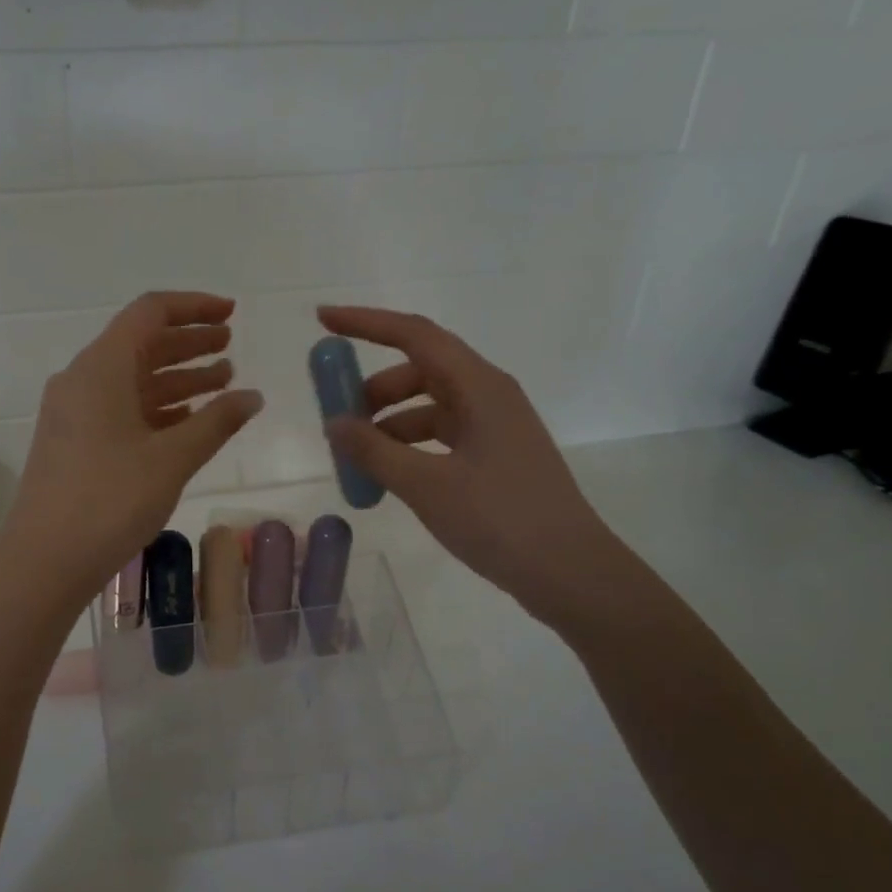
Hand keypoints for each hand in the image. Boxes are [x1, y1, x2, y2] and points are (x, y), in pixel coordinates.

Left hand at [2, 291, 262, 603]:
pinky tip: (189, 420)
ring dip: (177, 377)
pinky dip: (158, 408)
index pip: (150, 314)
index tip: (231, 313)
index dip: (194, 307)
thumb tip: (253, 397)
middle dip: (189, 342)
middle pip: (141, 344)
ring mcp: (75, 413)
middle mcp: (82, 380)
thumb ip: (216, 422)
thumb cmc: (110, 501)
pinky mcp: (75, 443)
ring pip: (133, 380)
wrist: (45, 559)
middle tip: (231, 346)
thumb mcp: (171, 459)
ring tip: (223, 382)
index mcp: (100, 368)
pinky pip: (122, 410)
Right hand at [319, 306, 630, 628]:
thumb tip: (333, 423)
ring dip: (387, 422)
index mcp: (479, 387)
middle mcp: (488, 395)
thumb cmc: (500, 520)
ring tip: (356, 458)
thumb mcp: (426, 485)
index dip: (365, 323)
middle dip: (372, 388)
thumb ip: (374, 451)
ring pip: (427, 406)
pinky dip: (407, 446)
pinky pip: (439, 436)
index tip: (322, 320)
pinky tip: (387, 475)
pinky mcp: (494, 456)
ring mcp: (494, 427)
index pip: (414, 335)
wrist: (569, 571)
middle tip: (336, 418)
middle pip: (419, 369)